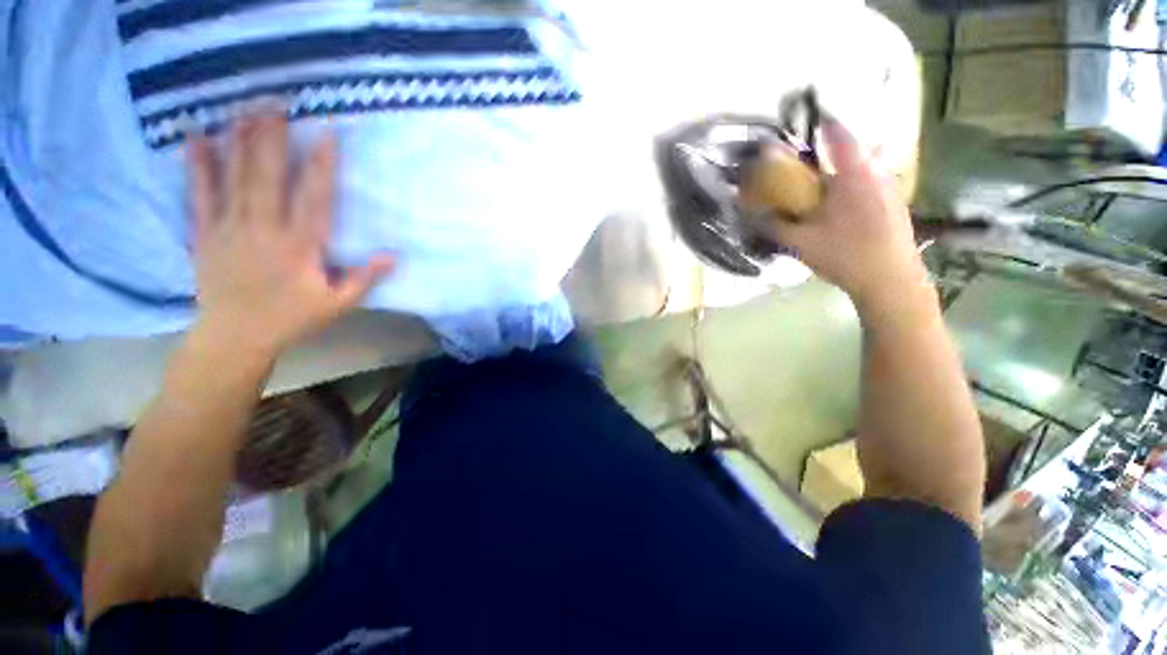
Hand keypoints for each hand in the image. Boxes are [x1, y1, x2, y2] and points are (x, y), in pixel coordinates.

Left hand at [186, 113, 394, 357]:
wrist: (235, 337)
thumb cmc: (292, 319)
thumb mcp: (337, 305)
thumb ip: (363, 279)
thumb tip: (392, 256)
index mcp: (300, 248)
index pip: (314, 199)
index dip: (321, 166)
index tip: (327, 134)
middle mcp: (264, 231)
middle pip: (268, 178)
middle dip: (273, 138)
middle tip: (276, 103)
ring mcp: (229, 229)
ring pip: (234, 179)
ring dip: (240, 142)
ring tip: (244, 109)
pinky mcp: (205, 234)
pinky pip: (200, 195)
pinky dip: (197, 166)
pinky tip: (195, 138)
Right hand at [764, 120, 926, 311]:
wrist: (891, 281)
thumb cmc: (845, 256)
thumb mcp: (801, 242)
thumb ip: (774, 225)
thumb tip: (751, 214)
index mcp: (854, 175)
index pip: (838, 134)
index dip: (821, 122)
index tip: (805, 119)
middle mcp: (876, 173)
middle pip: (850, 150)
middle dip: (827, 153)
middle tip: (806, 166)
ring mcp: (890, 188)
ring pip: (861, 169)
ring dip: (840, 172)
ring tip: (821, 188)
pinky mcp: (895, 203)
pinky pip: (869, 183)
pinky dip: (852, 186)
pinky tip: (840, 208)